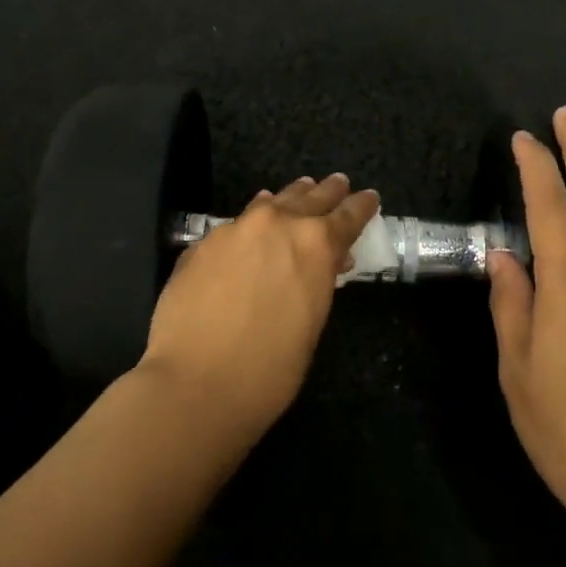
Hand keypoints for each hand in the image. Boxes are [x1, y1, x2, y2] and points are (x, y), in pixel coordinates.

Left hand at [138, 174, 379, 435]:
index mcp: (316, 244)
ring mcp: (236, 229)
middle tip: (338, 183)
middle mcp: (278, 223)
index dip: (361, 205)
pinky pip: (237, 222)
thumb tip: (325, 263)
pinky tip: (252, 224)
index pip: (348, 215)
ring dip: (290, 198)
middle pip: (310, 197)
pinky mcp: (203, 243)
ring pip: (271, 202)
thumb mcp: (313, 322)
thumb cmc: (271, 368)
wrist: (196, 383)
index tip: (369, 197)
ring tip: (301, 190)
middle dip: (328, 191)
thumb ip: (319, 281)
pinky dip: (253, 219)